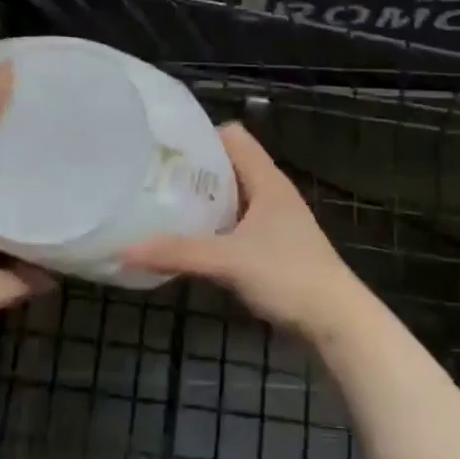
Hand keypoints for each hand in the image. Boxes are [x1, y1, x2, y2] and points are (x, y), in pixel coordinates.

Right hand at [118, 123, 371, 344]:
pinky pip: (236, 225)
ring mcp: (274, 221)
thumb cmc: (288, 275)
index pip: (232, 135)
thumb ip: (177, 252)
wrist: (337, 323)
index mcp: (266, 179)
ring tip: (162, 208)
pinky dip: (214, 228)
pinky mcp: (273, 248)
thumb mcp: (228, 260)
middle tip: (152, 179)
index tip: (163, 149)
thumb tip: (122, 249)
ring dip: (203, 202)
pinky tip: (190, 243)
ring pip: (232, 197)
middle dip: (193, 171)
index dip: (200, 136)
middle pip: (228, 165)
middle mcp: (271, 192)